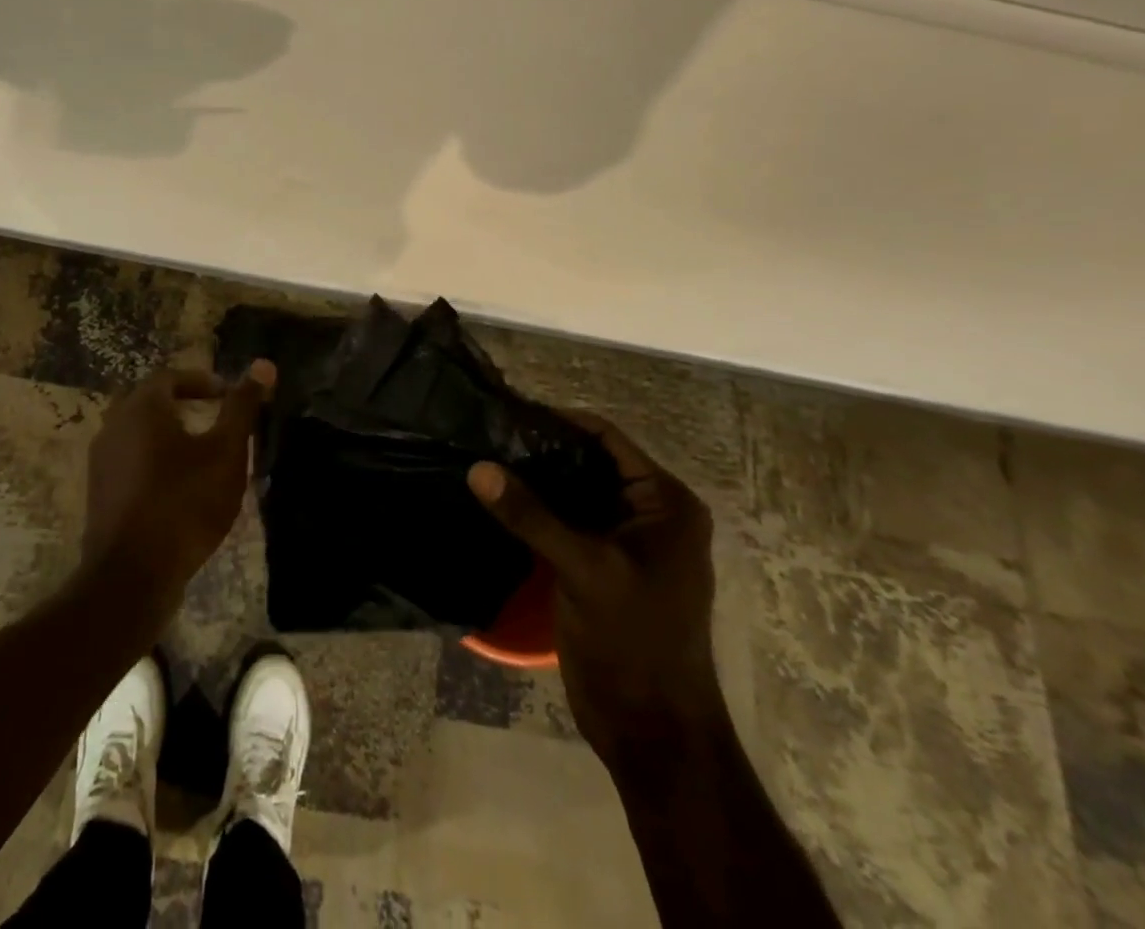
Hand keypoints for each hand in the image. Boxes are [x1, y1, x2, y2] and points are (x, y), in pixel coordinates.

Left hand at [81, 361, 274, 614]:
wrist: (132, 576)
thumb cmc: (185, 503)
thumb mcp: (226, 452)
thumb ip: (243, 407)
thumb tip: (264, 364)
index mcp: (142, 408)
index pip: (171, 377)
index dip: (202, 381)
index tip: (228, 395)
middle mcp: (114, 426)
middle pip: (150, 402)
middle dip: (183, 403)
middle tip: (215, 416)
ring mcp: (101, 462)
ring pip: (137, 432)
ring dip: (168, 433)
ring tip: (200, 451)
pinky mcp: (100, 494)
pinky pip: (129, 461)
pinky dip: (154, 460)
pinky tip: (178, 485)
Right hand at [468, 413, 717, 769]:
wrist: (651, 731)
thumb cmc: (634, 642)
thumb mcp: (584, 570)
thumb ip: (531, 516)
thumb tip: (478, 467)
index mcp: (665, 502)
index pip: (606, 439)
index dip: (559, 421)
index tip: (507, 412)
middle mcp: (648, 512)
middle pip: (588, 463)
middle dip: (541, 450)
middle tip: (487, 434)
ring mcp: (624, 540)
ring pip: (573, 492)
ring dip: (535, 480)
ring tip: (484, 459)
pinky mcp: (600, 564)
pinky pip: (565, 522)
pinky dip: (536, 511)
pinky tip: (497, 501)